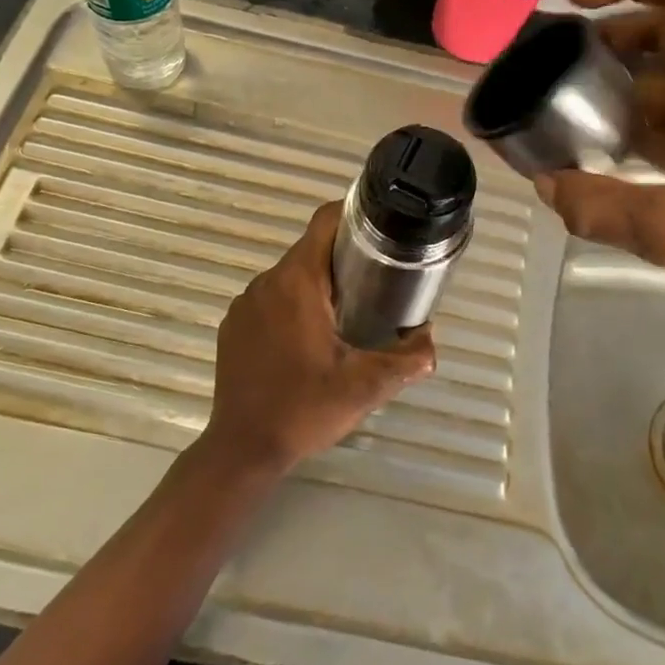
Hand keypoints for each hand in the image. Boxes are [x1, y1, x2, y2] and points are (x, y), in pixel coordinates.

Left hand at [206, 201, 435, 473]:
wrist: (242, 449)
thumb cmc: (304, 409)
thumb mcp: (365, 387)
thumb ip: (406, 360)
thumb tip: (430, 341)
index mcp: (297, 282)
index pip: (324, 222)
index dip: (354, 215)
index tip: (381, 229)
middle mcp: (267, 282)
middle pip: (310, 249)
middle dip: (344, 257)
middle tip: (378, 279)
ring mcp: (245, 304)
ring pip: (290, 276)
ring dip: (318, 284)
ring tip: (349, 310)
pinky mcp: (233, 325)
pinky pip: (270, 299)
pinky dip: (293, 305)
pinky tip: (309, 338)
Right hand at [536, 0, 664, 338]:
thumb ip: (603, 208)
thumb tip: (546, 186)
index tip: (576, 1)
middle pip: (664, 31)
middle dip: (608, 36)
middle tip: (554, 61)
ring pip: (664, 79)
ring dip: (616, 84)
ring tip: (562, 106)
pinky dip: (632, 125)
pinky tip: (597, 155)